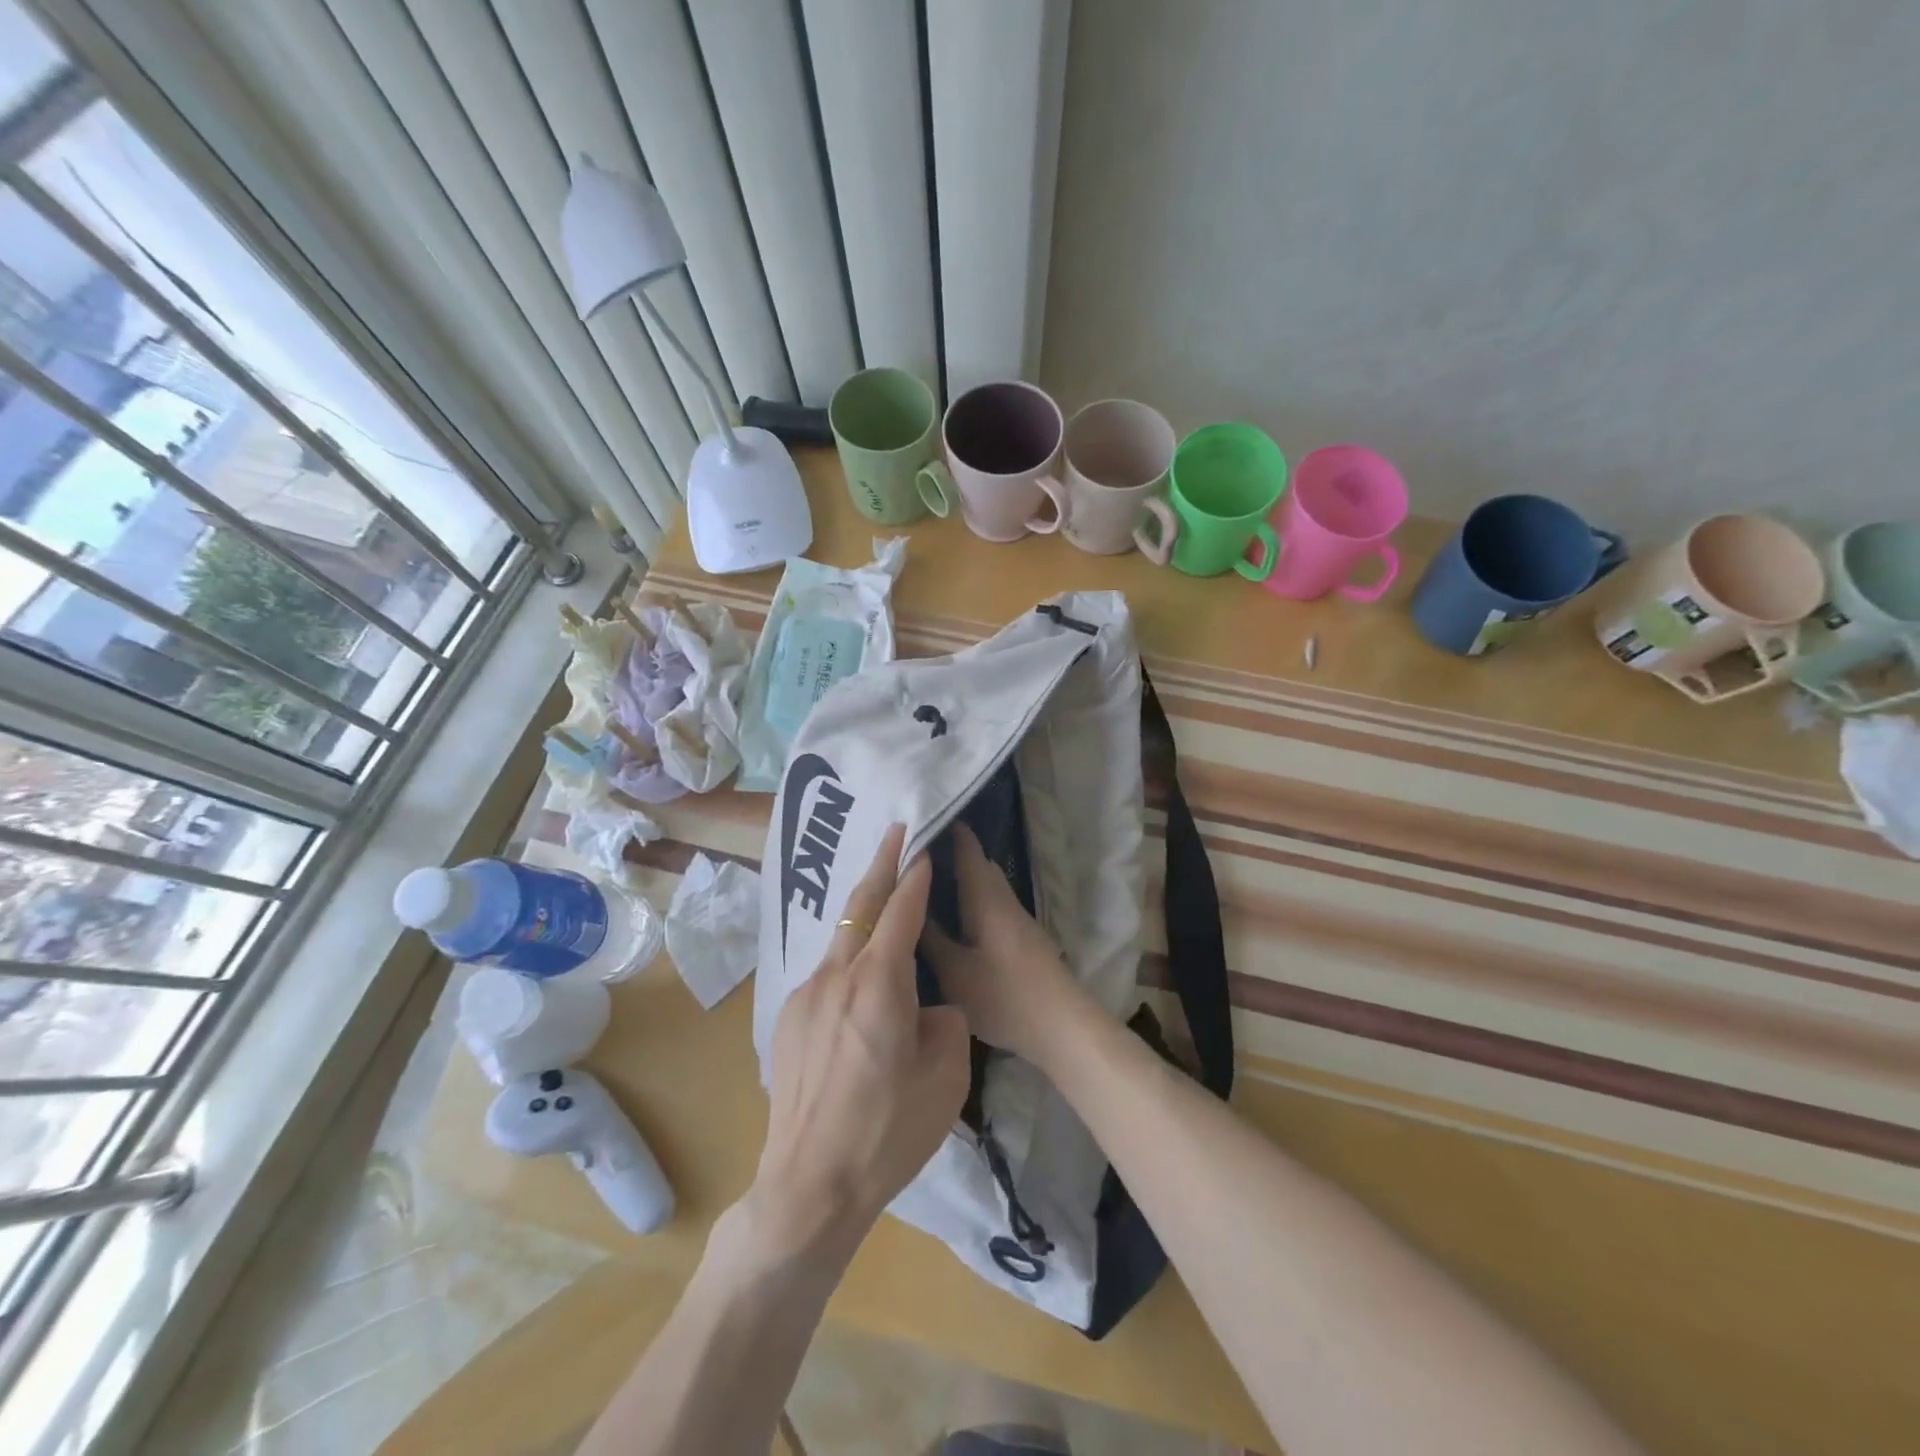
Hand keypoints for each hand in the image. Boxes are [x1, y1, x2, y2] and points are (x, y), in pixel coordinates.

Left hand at [747, 824, 970, 1262]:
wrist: (809, 1185)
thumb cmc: (888, 1132)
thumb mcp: (946, 1077)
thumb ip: (944, 1022)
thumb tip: (927, 1007)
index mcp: (879, 984)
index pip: (900, 912)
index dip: (915, 877)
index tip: (923, 847)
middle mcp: (836, 976)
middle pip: (861, 907)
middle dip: (880, 864)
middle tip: (895, 831)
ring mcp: (805, 996)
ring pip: (841, 939)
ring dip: (864, 913)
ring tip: (883, 897)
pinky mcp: (788, 1019)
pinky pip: (826, 972)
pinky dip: (849, 956)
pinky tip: (860, 980)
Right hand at [919, 824, 1090, 1071]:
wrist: (1062, 1026)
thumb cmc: (1005, 996)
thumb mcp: (955, 972)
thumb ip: (930, 939)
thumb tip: (906, 909)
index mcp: (986, 897)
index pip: (967, 847)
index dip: (946, 828)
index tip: (917, 819)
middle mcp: (1002, 899)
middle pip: (976, 863)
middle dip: (948, 852)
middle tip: (911, 855)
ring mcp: (1015, 918)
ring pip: (984, 885)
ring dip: (959, 878)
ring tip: (924, 883)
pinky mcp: (1020, 938)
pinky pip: (989, 904)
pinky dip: (968, 900)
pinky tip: (951, 917)